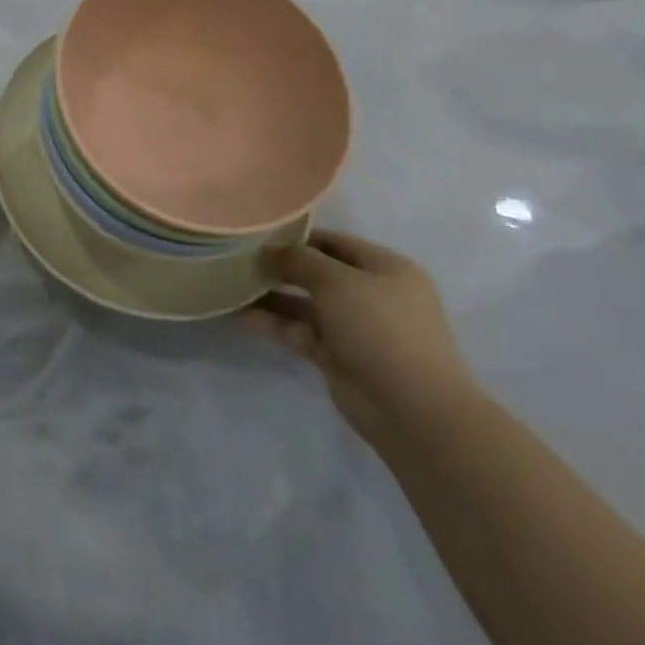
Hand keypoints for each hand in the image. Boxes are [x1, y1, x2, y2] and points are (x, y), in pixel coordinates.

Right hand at [244, 231, 478, 449]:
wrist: (413, 410)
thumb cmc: (381, 328)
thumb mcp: (337, 281)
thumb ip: (299, 260)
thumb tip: (268, 250)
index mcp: (386, 269)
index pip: (334, 242)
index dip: (297, 237)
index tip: (258, 234)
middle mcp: (371, 295)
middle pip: (317, 273)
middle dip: (280, 267)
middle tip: (239, 259)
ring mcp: (355, 328)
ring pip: (305, 304)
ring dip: (272, 297)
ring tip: (231, 285)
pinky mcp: (338, 357)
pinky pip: (300, 332)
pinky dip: (274, 324)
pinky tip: (241, 316)